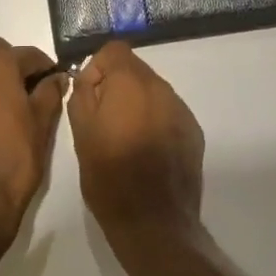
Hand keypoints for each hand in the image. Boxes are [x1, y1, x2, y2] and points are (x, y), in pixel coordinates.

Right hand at [67, 42, 205, 274]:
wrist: (154, 224)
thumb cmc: (109, 177)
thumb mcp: (81, 134)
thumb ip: (81, 95)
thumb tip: (87, 78)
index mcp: (131, 84)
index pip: (114, 50)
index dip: (97, 68)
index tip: (89, 97)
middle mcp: (161, 89)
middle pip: (135, 69)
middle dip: (116, 86)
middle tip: (103, 121)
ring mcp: (181, 111)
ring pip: (152, 91)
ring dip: (136, 104)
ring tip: (124, 139)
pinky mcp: (194, 133)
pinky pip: (168, 112)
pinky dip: (154, 121)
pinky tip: (146, 152)